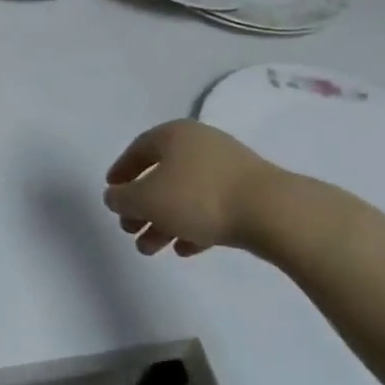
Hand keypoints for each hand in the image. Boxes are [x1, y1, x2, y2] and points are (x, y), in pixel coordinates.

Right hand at [103, 120, 284, 256]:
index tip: (112, 194)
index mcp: (174, 135)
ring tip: (152, 250)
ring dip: (164, 222)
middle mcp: (200, 144)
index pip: (138, 150)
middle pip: (161, 176)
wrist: (273, 212)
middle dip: (142, 206)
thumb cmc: (199, 197)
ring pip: (185, 195)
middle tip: (130, 230)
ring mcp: (227, 168)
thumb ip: (122, 199)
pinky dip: (193, 226)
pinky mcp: (248, 193)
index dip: (121, 172)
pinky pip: (211, 207)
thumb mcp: (147, 200)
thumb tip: (115, 197)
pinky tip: (185, 249)